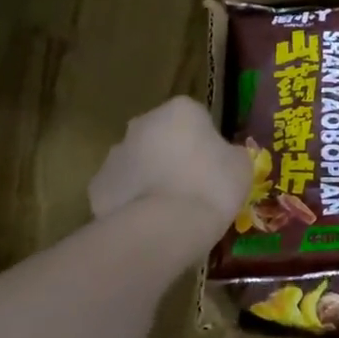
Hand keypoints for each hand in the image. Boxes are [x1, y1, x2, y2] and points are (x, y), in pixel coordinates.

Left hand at [88, 97, 249, 228]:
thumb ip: (230, 154)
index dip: (206, 144)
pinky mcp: (98, 186)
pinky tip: (147, 223)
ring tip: (169, 211)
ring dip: (150, 177)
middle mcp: (143, 123)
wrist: (165, 227)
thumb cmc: (211, 187)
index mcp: (180, 110)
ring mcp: (115, 154)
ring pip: (138, 162)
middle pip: (161, 136)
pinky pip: (121, 190)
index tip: (214, 168)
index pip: (196, 119)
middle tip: (191, 187)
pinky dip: (131, 202)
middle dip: (172, 156)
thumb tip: (224, 157)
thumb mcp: (241, 167)